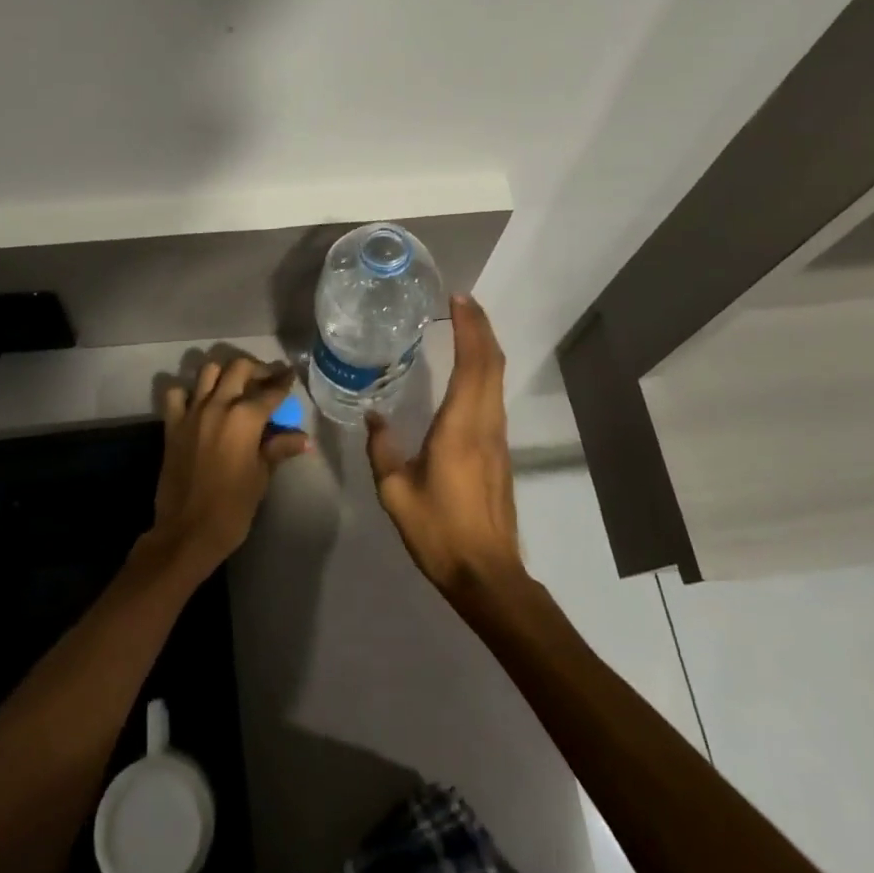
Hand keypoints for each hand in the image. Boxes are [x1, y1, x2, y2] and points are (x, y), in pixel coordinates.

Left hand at [153, 354, 310, 581]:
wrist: (187, 531)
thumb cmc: (232, 507)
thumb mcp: (261, 476)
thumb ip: (278, 449)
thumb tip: (303, 439)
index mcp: (246, 417)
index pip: (271, 391)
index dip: (284, 382)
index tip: (290, 375)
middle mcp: (219, 405)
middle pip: (239, 368)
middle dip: (256, 368)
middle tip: (266, 378)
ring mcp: (192, 412)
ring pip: (207, 371)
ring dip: (224, 372)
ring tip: (234, 384)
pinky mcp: (172, 424)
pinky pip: (176, 394)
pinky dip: (187, 391)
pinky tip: (198, 402)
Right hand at [367, 296, 525, 606]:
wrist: (487, 573)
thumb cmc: (439, 531)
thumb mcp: (396, 492)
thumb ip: (382, 449)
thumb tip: (374, 416)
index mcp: (461, 427)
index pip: (473, 363)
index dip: (470, 327)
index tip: (458, 299)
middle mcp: (485, 423)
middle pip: (492, 363)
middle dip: (481, 326)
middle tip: (462, 301)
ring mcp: (497, 436)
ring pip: (497, 378)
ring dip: (485, 346)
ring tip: (464, 325)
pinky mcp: (500, 450)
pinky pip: (494, 394)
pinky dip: (485, 369)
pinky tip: (467, 370)